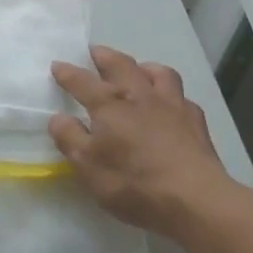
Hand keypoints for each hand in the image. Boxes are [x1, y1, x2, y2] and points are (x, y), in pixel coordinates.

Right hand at [50, 44, 234, 240]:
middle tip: (96, 53)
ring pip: (158, 73)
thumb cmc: (134, 183)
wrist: (195, 199)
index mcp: (109, 105)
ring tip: (137, 71)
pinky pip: (181, 96)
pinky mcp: (195, 120)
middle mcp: (139, 95)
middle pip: (121, 65)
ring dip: (143, 67)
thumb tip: (58, 117)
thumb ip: (70, 138)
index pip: (82, 82)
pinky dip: (170, 94)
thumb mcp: (88, 167)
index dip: (67, 73)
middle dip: (105, 56)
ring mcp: (171, 104)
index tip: (57, 65)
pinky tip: (169, 105)